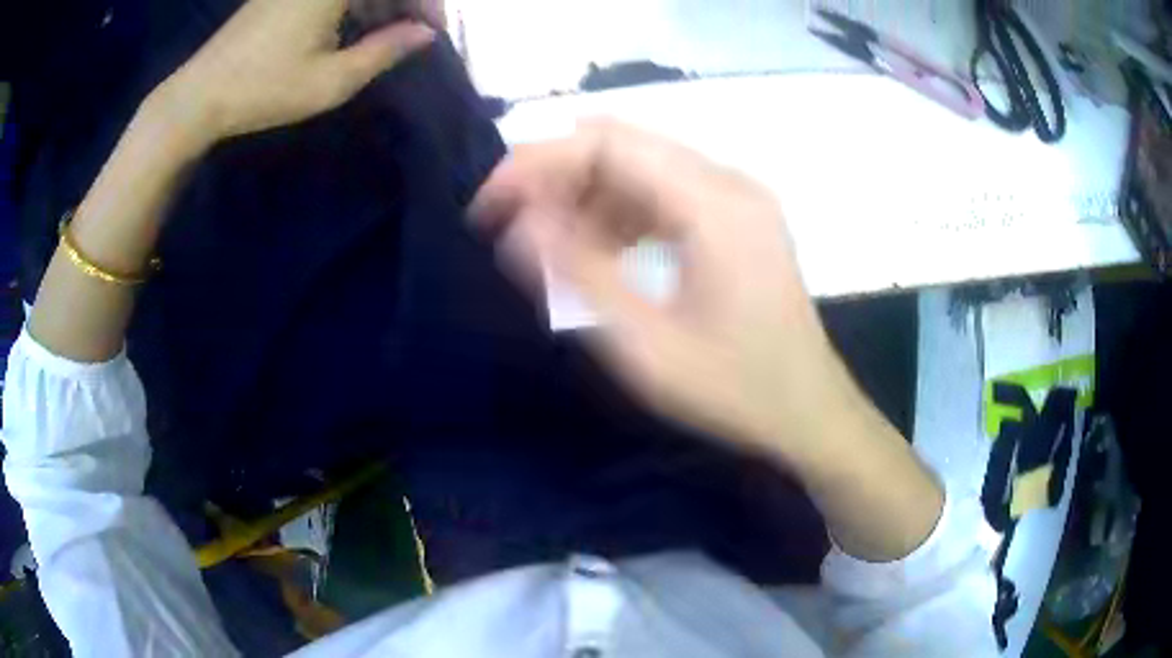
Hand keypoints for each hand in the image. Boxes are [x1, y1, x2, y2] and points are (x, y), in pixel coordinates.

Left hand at [159, 0, 433, 145]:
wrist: (198, 96)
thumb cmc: (263, 90)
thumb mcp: (331, 81)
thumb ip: (384, 51)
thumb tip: (425, 34)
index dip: (425, 2)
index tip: (433, 32)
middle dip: (404, 1)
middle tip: (415, 34)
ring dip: (380, 2)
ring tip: (388, 35)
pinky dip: (354, 2)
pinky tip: (356, 25)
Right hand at [472, 121, 850, 458]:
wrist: (810, 411)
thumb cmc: (737, 391)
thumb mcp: (647, 348)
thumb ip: (578, 277)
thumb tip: (517, 224)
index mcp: (714, 204)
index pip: (606, 144)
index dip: (536, 162)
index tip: (488, 206)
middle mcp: (728, 182)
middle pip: (622, 145)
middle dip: (554, 174)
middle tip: (507, 224)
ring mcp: (736, 197)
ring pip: (640, 166)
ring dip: (584, 193)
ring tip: (546, 245)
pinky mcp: (735, 217)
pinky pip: (663, 192)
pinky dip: (618, 211)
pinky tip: (597, 250)